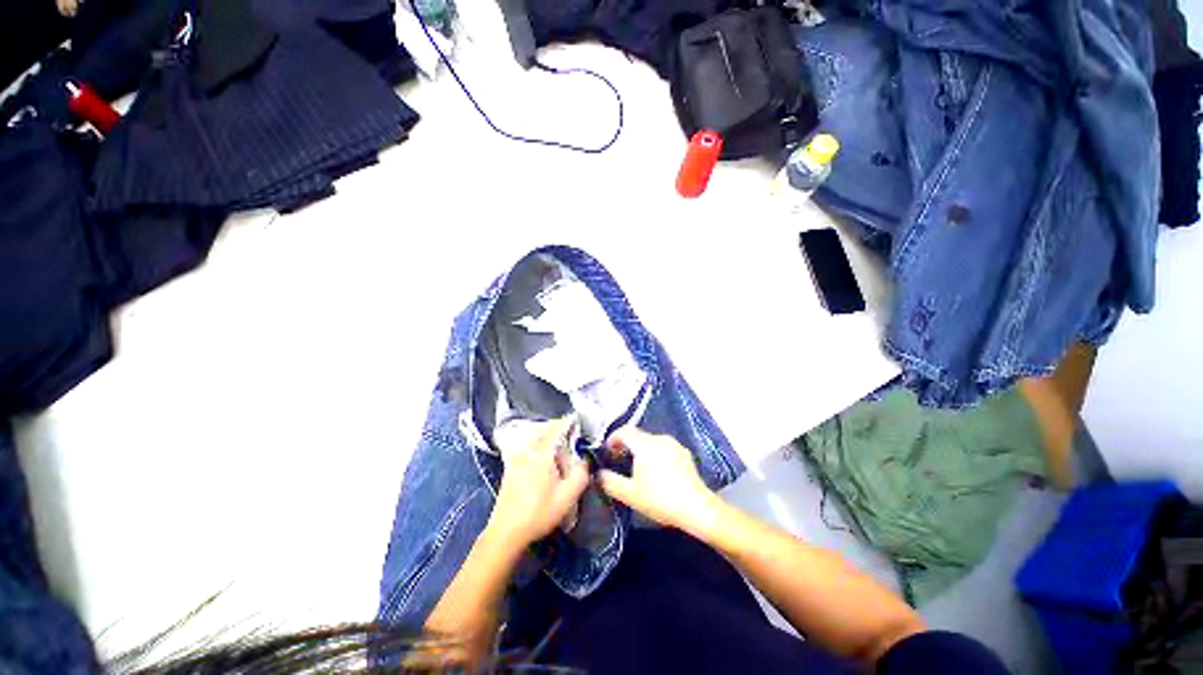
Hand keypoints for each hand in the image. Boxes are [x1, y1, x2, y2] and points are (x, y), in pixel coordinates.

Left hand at [487, 417, 589, 547]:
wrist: (505, 533)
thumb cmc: (539, 513)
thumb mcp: (568, 496)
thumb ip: (581, 473)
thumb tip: (585, 459)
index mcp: (542, 453)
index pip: (556, 428)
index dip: (568, 422)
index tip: (578, 421)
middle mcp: (528, 451)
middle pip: (544, 431)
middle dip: (559, 429)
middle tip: (572, 435)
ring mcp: (516, 459)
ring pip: (535, 439)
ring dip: (548, 438)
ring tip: (560, 447)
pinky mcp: (510, 469)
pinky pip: (528, 449)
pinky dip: (538, 447)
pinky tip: (544, 461)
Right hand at [598, 426, 717, 531]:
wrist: (697, 508)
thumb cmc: (660, 498)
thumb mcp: (630, 494)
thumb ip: (610, 481)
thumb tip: (598, 473)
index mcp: (645, 443)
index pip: (624, 431)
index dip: (612, 438)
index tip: (607, 451)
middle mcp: (660, 438)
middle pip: (638, 435)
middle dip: (626, 445)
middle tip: (618, 460)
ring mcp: (674, 445)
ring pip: (651, 442)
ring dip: (640, 450)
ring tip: (636, 468)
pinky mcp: (685, 454)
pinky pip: (663, 448)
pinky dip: (654, 454)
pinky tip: (656, 472)